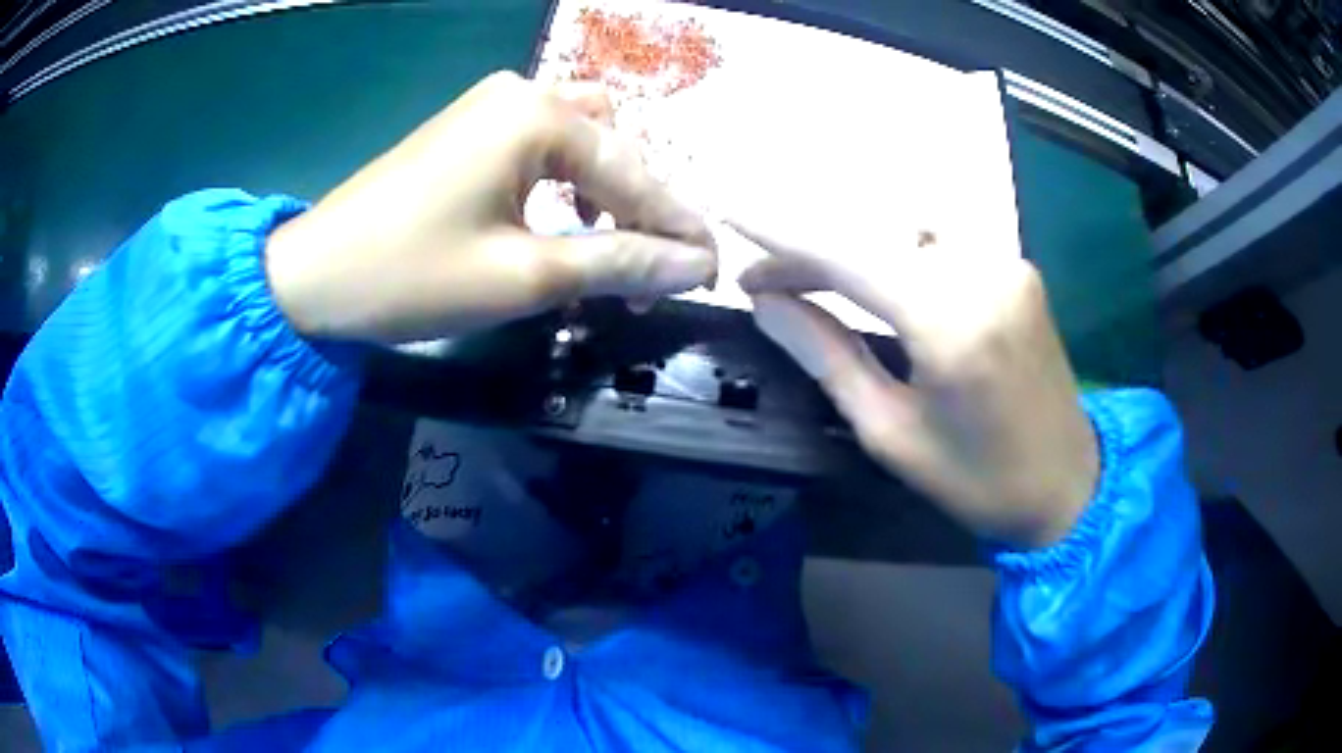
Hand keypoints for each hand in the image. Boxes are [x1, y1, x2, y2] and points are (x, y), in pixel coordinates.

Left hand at [264, 71, 716, 343]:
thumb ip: (618, 264)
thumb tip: (693, 267)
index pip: (635, 174)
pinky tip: (569, 223)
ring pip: (583, 143)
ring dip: (610, 195)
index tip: (713, 275)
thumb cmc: (412, 275)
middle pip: (614, 148)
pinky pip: (543, 148)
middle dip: (644, 211)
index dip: (678, 229)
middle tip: (659, 276)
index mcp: (539, 115)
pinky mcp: (470, 129)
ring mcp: (492, 106)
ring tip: (618, 254)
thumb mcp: (524, 276)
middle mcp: (523, 92)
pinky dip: (570, 186)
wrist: (313, 277)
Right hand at [733, 216, 1098, 548]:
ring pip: (905, 226)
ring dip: (849, 243)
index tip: (727, 211)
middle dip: (808, 243)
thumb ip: (827, 356)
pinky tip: (870, 273)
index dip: (781, 229)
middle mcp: (982, 272)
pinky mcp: (1016, 266)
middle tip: (763, 276)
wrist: (1068, 483)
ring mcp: (1006, 262)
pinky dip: (892, 247)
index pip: (848, 253)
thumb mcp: (890, 433)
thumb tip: (765, 303)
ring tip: (807, 276)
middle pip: (874, 229)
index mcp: (951, 324)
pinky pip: (938, 239)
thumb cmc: (977, 480)